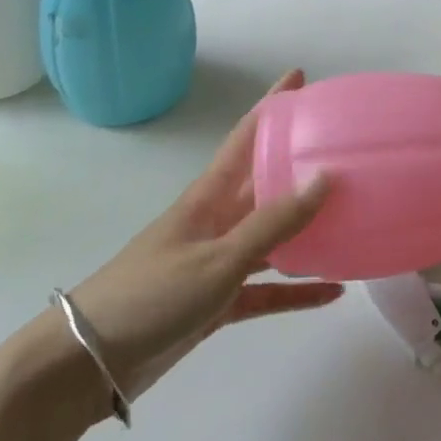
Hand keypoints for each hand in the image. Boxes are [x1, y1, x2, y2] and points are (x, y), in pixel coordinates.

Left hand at [63, 70, 342, 407]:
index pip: (246, 136)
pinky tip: (333, 291)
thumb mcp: (217, 258)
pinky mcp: (219, 300)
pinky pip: (268, 288)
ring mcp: (218, 261)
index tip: (300, 76)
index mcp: (210, 196)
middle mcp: (217, 221)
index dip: (272, 104)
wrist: (88, 363)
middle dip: (301, 163)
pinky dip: (298, 290)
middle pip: (267, 182)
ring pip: (274, 236)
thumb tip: (324, 178)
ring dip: (308, 227)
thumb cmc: (150, 295)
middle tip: (346, 148)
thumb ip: (272, 223)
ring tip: (352, 214)